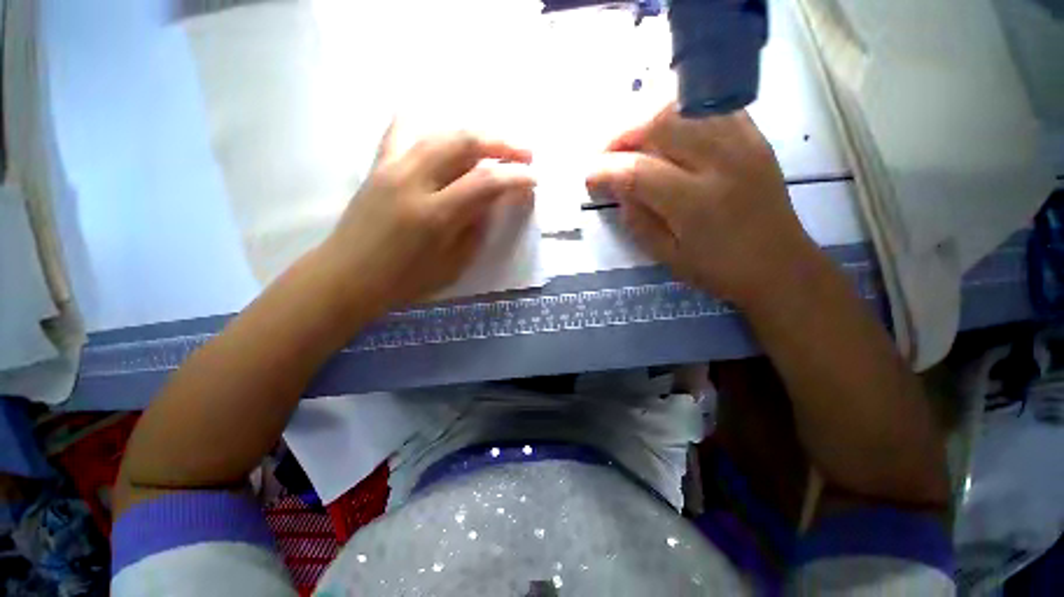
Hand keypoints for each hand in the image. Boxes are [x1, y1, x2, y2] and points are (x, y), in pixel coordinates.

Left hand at [317, 125, 534, 313]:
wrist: (348, 275)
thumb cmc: (404, 281)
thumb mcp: (452, 265)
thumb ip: (475, 229)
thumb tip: (493, 201)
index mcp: (434, 215)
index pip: (485, 182)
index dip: (515, 177)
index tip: (534, 179)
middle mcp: (412, 181)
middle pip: (463, 142)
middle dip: (502, 143)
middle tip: (524, 153)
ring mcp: (391, 167)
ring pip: (440, 131)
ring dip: (476, 134)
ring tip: (496, 144)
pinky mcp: (378, 164)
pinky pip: (403, 130)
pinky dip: (429, 125)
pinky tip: (445, 133)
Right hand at [587, 105, 820, 307]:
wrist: (779, 265)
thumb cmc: (718, 270)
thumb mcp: (666, 256)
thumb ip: (637, 220)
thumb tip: (616, 188)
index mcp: (695, 204)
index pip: (637, 171)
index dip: (604, 171)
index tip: (589, 179)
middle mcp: (720, 162)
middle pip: (659, 124)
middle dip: (620, 135)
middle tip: (605, 156)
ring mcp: (742, 142)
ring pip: (683, 107)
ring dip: (645, 120)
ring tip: (630, 143)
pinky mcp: (753, 136)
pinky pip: (708, 107)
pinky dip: (678, 114)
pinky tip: (665, 134)